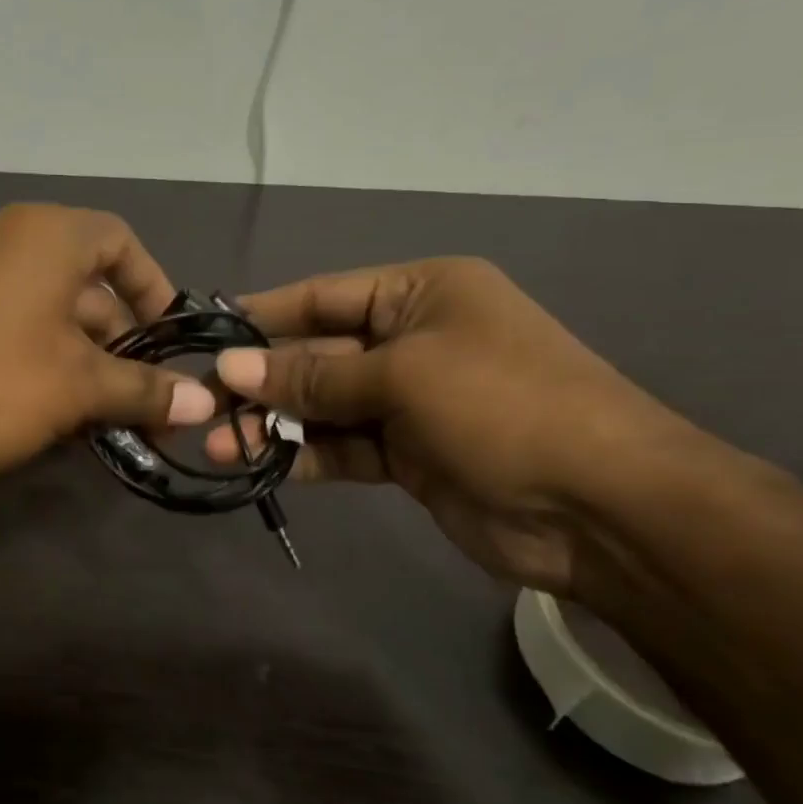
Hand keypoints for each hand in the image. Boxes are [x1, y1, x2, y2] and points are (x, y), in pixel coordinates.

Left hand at [0, 204, 215, 483]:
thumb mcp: (77, 387)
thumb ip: (144, 390)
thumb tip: (204, 405)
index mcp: (45, 235)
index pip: (121, 242)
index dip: (155, 289)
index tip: (170, 341)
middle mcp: (4, 243)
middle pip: (86, 288)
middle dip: (121, 348)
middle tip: (145, 404)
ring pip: (47, 319)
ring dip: (83, 368)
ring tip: (104, 424)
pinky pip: (9, 335)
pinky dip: (39, 370)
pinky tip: (51, 423)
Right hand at [204, 258, 692, 592]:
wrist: (600, 508)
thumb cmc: (503, 407)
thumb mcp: (403, 376)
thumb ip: (313, 374)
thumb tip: (232, 366)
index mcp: (422, 295)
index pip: (324, 296)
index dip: (264, 315)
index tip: (207, 335)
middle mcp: (412, 341)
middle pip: (318, 353)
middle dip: (263, 379)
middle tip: (201, 403)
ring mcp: (410, 402)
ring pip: (325, 406)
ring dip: (274, 422)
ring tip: (217, 442)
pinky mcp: (409, 456)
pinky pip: (343, 447)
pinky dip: (304, 455)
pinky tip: (259, 463)